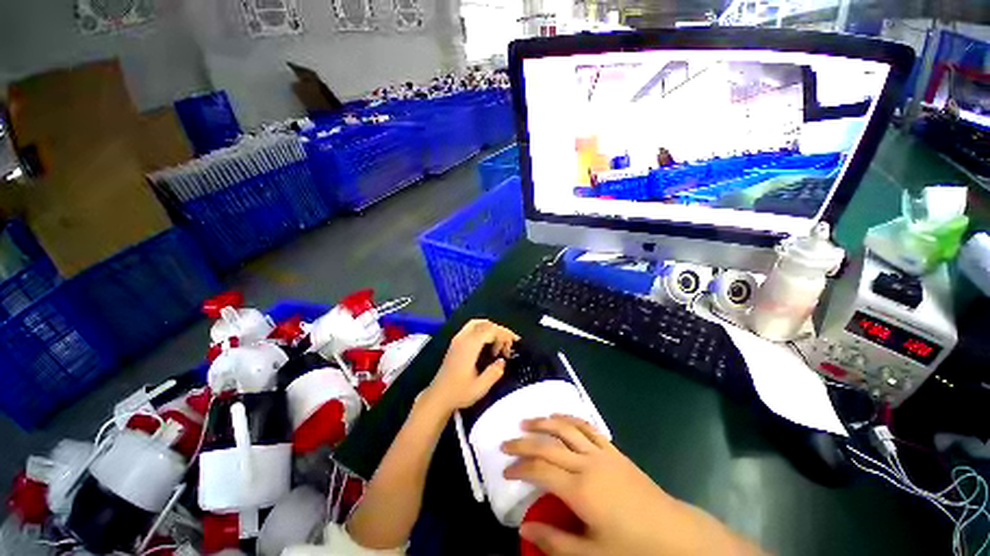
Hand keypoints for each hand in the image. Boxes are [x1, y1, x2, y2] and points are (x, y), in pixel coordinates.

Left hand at [423, 319, 518, 412]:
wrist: (438, 397)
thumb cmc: (459, 393)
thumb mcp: (480, 387)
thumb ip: (494, 373)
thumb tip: (503, 361)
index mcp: (469, 346)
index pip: (490, 330)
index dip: (504, 334)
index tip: (513, 344)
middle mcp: (463, 338)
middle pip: (485, 324)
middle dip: (499, 331)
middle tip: (508, 346)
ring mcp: (458, 339)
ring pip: (478, 323)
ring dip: (491, 329)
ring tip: (499, 344)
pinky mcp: (456, 343)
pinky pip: (472, 327)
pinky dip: (483, 330)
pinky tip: (488, 344)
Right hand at [502, 415, 761, 555]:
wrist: (676, 535)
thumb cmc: (633, 549)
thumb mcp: (592, 555)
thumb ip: (555, 541)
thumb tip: (524, 529)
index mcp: (580, 489)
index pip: (540, 469)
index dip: (519, 467)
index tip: (505, 470)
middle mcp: (587, 463)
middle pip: (549, 444)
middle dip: (525, 441)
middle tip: (507, 441)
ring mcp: (602, 453)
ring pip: (567, 428)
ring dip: (545, 422)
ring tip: (528, 421)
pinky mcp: (614, 451)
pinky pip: (588, 427)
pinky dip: (571, 419)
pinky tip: (561, 418)